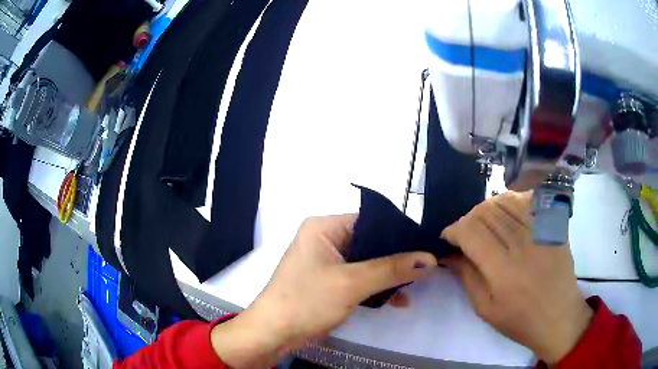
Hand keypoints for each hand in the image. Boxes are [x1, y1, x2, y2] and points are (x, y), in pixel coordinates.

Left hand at [211, 214, 436, 367]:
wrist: (274, 334)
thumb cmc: (306, 301)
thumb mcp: (351, 283)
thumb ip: (392, 269)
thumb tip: (430, 258)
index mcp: (324, 227)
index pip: (370, 220)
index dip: (398, 232)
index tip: (426, 244)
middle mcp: (325, 240)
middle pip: (371, 243)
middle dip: (398, 257)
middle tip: (427, 265)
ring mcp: (328, 263)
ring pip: (368, 263)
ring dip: (390, 275)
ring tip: (418, 283)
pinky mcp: (330, 282)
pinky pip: (360, 279)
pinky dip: (378, 288)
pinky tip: (399, 299)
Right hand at [441, 191, 592, 363]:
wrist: (558, 318)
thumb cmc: (519, 320)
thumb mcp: (485, 309)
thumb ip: (467, 277)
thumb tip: (449, 254)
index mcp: (503, 270)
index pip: (471, 231)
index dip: (454, 230)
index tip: (449, 238)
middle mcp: (522, 244)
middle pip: (486, 211)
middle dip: (468, 218)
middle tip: (466, 234)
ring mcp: (541, 231)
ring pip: (506, 200)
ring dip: (489, 208)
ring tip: (486, 223)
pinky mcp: (553, 226)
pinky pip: (529, 200)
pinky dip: (513, 200)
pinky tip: (508, 213)